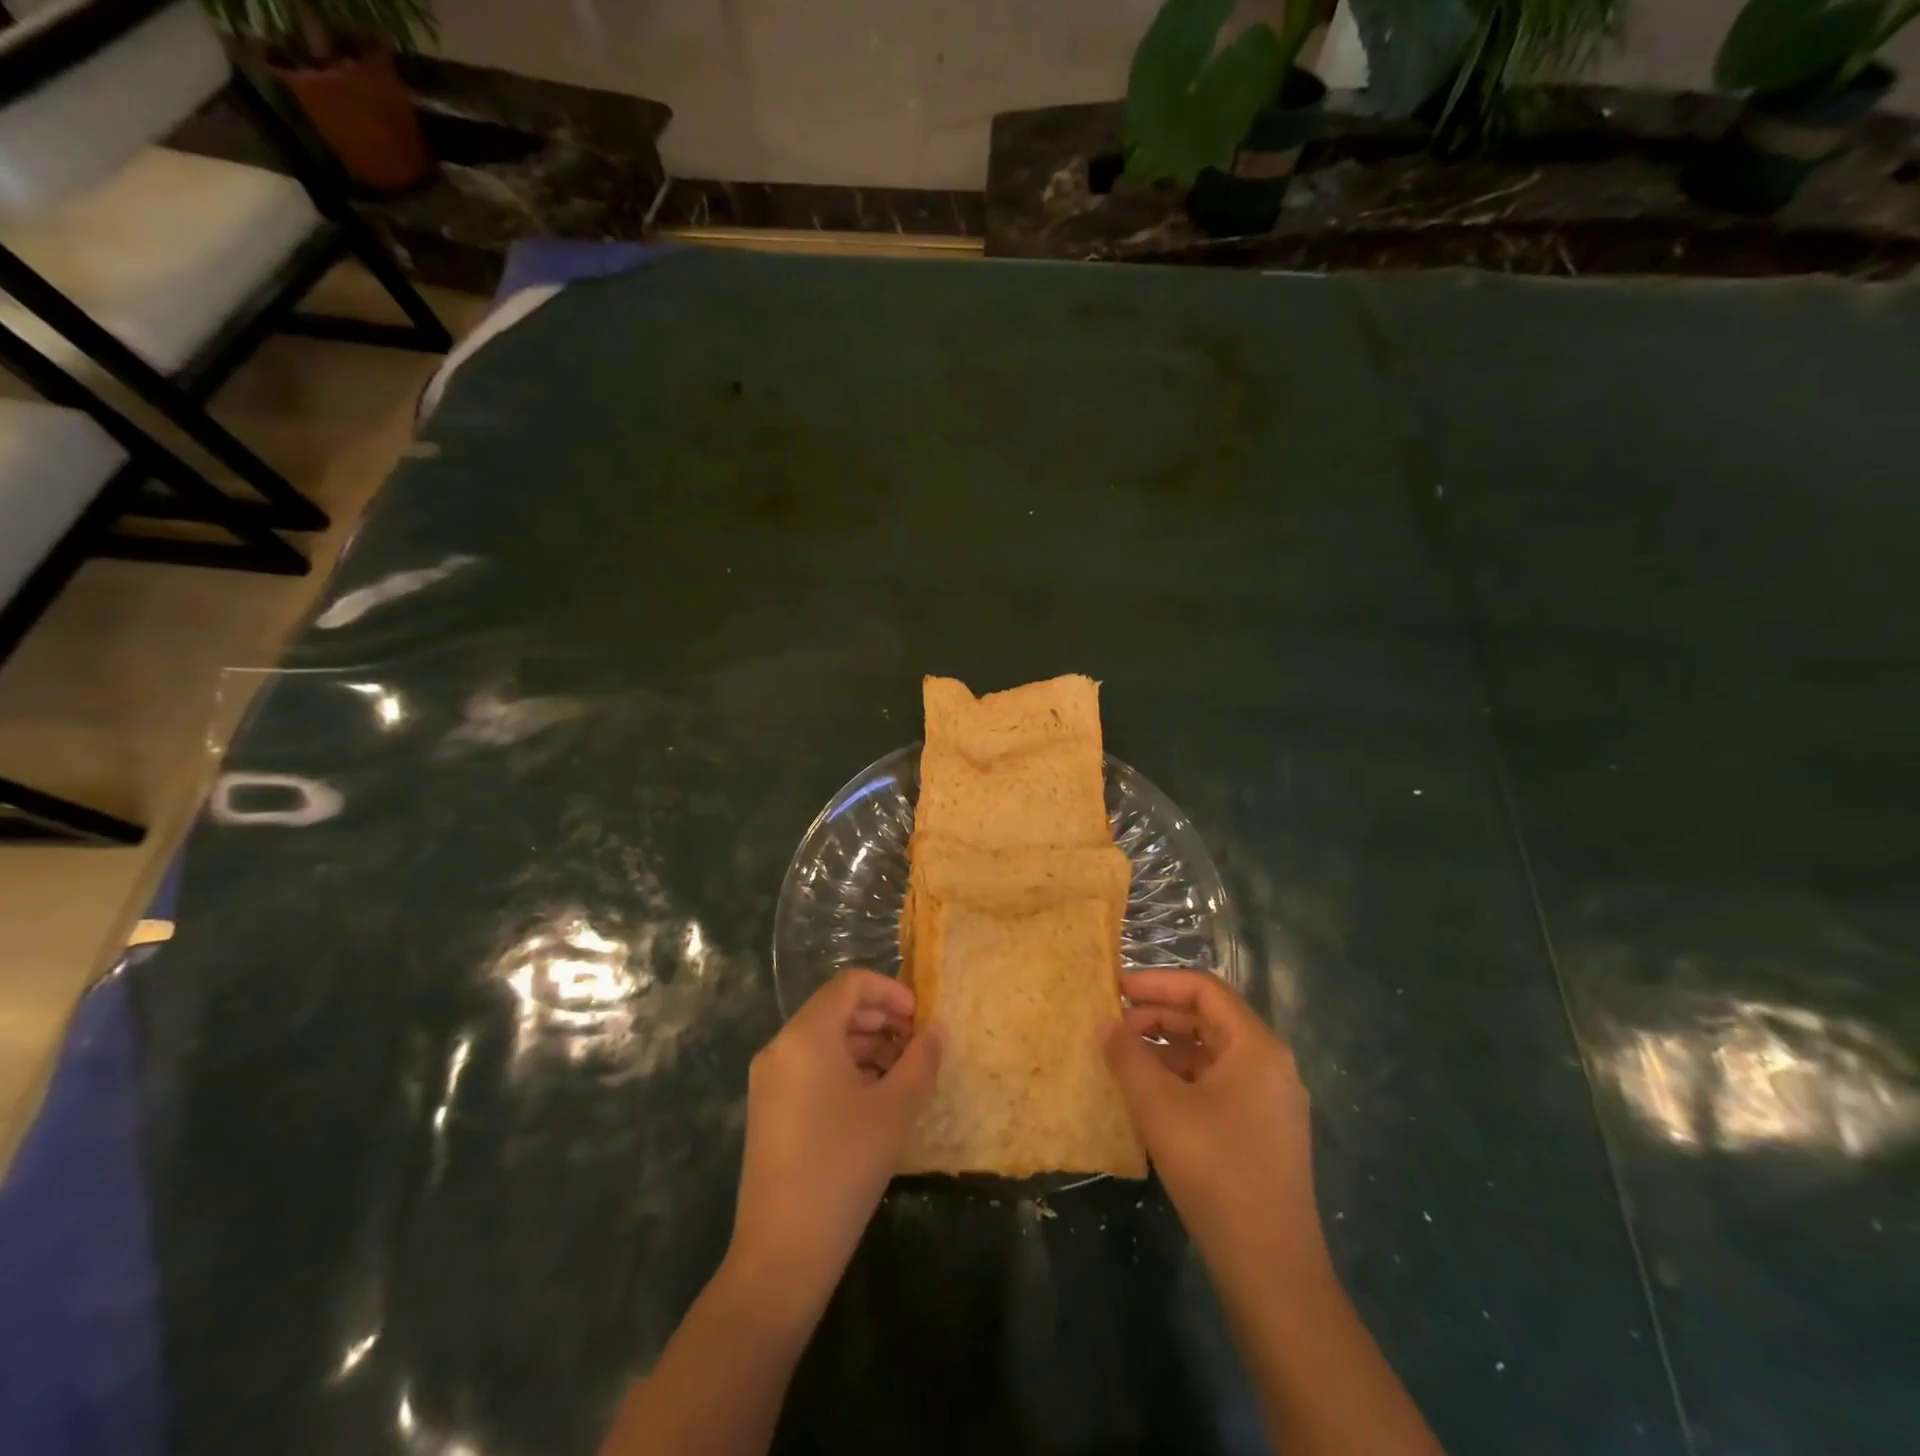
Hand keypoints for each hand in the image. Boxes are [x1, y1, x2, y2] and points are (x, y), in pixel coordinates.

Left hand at [728, 970, 943, 1317]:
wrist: (782, 1252)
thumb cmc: (844, 1167)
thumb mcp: (895, 1110)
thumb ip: (921, 1061)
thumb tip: (937, 1030)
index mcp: (807, 1035)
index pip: (850, 984)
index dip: (890, 991)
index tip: (920, 1018)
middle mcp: (781, 1047)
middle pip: (836, 1009)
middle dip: (881, 1019)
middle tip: (918, 1046)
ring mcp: (770, 1079)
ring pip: (825, 1040)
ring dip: (866, 1046)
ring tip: (903, 1075)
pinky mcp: (768, 1109)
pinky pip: (811, 1067)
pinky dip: (845, 1069)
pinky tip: (874, 1100)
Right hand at [1103, 971, 1329, 1283]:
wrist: (1271, 1269)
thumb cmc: (1216, 1171)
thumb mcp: (1160, 1107)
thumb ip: (1128, 1056)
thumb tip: (1105, 1023)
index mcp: (1256, 1046)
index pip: (1203, 989)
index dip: (1156, 982)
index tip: (1115, 988)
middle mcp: (1269, 1064)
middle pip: (1208, 1019)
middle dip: (1157, 1016)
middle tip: (1112, 1025)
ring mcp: (1268, 1101)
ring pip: (1210, 1054)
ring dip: (1165, 1049)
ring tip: (1122, 1059)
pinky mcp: (1261, 1132)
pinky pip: (1216, 1085)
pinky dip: (1180, 1079)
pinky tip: (1147, 1096)